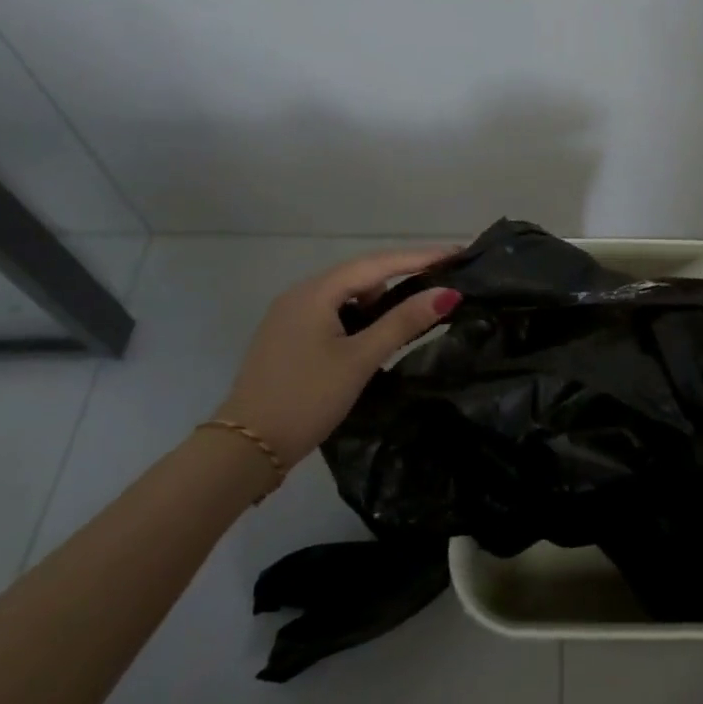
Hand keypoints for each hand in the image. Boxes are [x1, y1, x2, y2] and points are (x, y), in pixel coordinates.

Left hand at [215, 246, 460, 470]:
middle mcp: (300, 294)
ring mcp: (289, 315)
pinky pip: (332, 311)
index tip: (456, 253)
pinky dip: (358, 314)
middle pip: (361, 273)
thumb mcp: (360, 359)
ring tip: (411, 311)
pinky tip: (373, 333)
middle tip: (442, 276)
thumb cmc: (307, 398)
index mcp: (315, 292)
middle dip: (402, 273)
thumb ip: (403, 323)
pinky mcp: (287, 337)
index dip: (420, 257)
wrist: (245, 450)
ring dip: (379, 297)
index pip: (378, 263)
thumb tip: (447, 293)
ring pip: (346, 293)